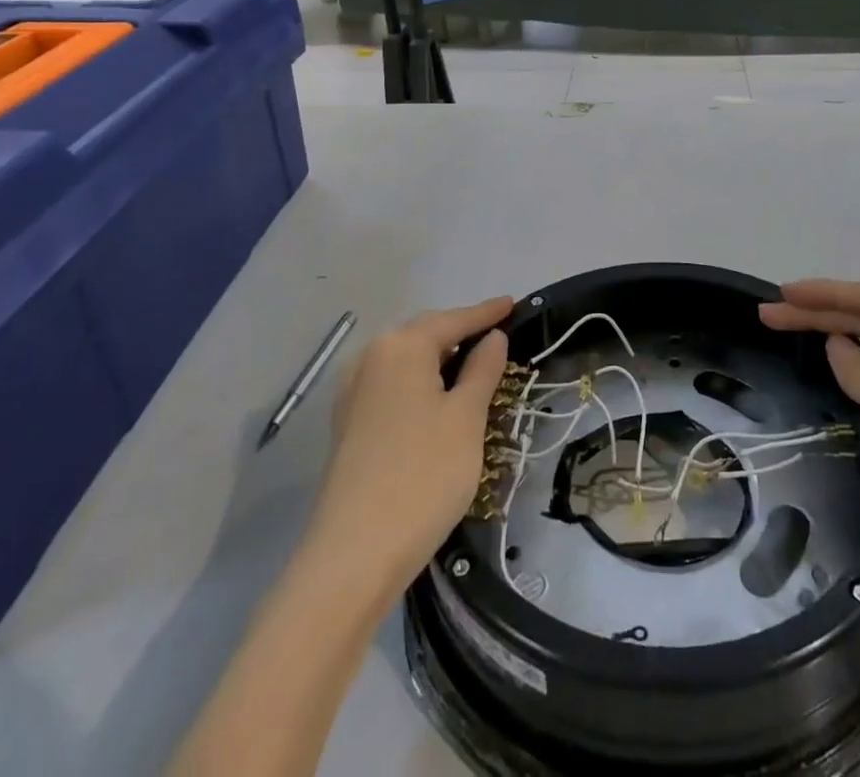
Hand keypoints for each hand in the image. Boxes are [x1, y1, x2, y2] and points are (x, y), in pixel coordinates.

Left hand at [300, 297, 512, 605]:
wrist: (353, 557)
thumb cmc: (423, 474)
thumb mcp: (466, 417)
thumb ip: (482, 369)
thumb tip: (492, 337)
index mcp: (401, 346)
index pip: (453, 320)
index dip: (485, 313)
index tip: (512, 303)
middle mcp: (371, 358)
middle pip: (425, 335)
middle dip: (460, 333)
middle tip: (497, 334)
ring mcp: (353, 393)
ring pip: (407, 361)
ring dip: (440, 360)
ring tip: (473, 366)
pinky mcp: (348, 425)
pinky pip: (392, 386)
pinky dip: (420, 383)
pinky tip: (438, 400)